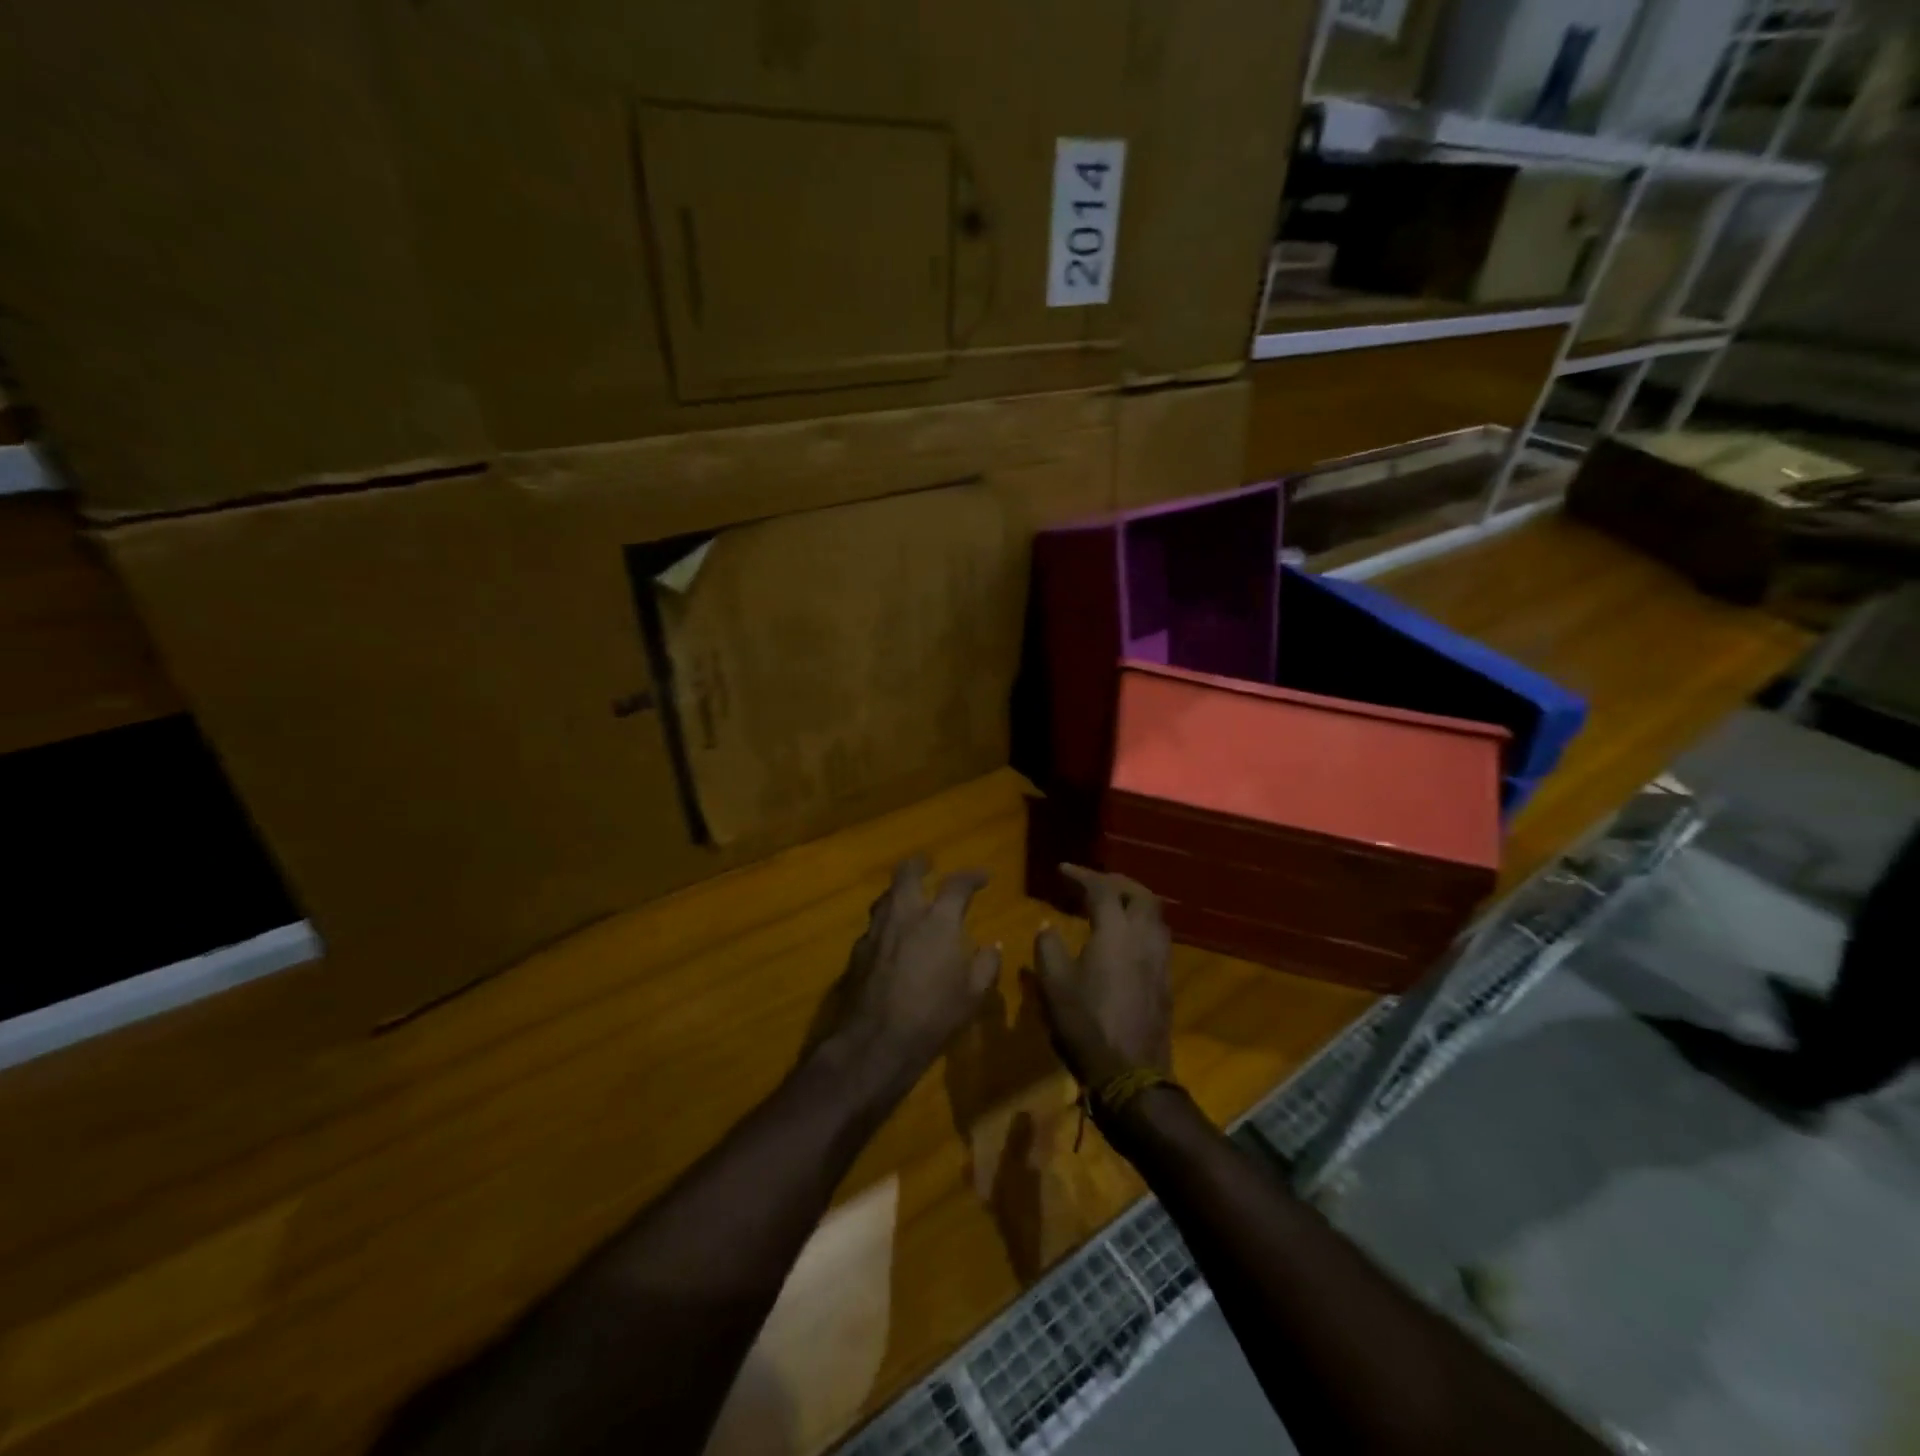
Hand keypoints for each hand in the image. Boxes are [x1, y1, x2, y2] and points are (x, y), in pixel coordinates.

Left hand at [807, 856, 1000, 1083]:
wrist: (877, 1041)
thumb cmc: (934, 1015)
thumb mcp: (973, 994)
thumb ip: (986, 964)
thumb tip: (993, 946)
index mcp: (938, 920)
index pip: (957, 884)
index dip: (972, 876)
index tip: (983, 877)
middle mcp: (905, 915)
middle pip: (907, 873)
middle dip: (920, 864)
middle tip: (928, 864)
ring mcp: (876, 931)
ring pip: (885, 896)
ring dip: (899, 891)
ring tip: (908, 897)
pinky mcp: (858, 950)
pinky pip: (874, 925)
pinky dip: (886, 923)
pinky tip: (890, 938)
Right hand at [1028, 864, 1171, 1087]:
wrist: (1132, 1075)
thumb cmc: (1086, 1026)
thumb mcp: (1053, 986)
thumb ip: (1048, 948)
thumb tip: (1048, 926)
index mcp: (1115, 932)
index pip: (1102, 889)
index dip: (1081, 875)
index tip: (1062, 870)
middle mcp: (1144, 938)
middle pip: (1140, 894)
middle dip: (1116, 881)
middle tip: (1092, 882)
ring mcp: (1160, 960)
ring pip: (1154, 915)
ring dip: (1133, 902)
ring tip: (1110, 906)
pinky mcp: (1166, 981)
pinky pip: (1157, 937)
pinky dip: (1140, 924)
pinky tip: (1123, 940)